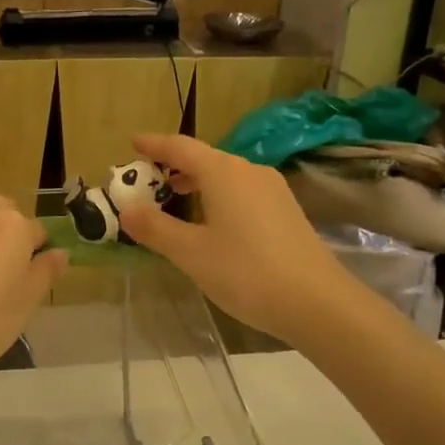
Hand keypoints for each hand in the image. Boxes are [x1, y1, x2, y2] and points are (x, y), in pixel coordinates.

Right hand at [117, 134, 350, 345]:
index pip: (180, 147)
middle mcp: (249, 171)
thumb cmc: (246, 272)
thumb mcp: (190, 253)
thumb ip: (155, 228)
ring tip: (174, 198)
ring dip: (196, 182)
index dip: (154, 144)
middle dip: (173, 166)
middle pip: (204, 158)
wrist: (317, 302)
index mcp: (223, 172)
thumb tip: (127, 209)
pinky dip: (218, 196)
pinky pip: (242, 191)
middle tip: (147, 179)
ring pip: (225, 176)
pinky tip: (212, 221)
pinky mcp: (286, 210)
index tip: (132, 142)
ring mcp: (272, 190)